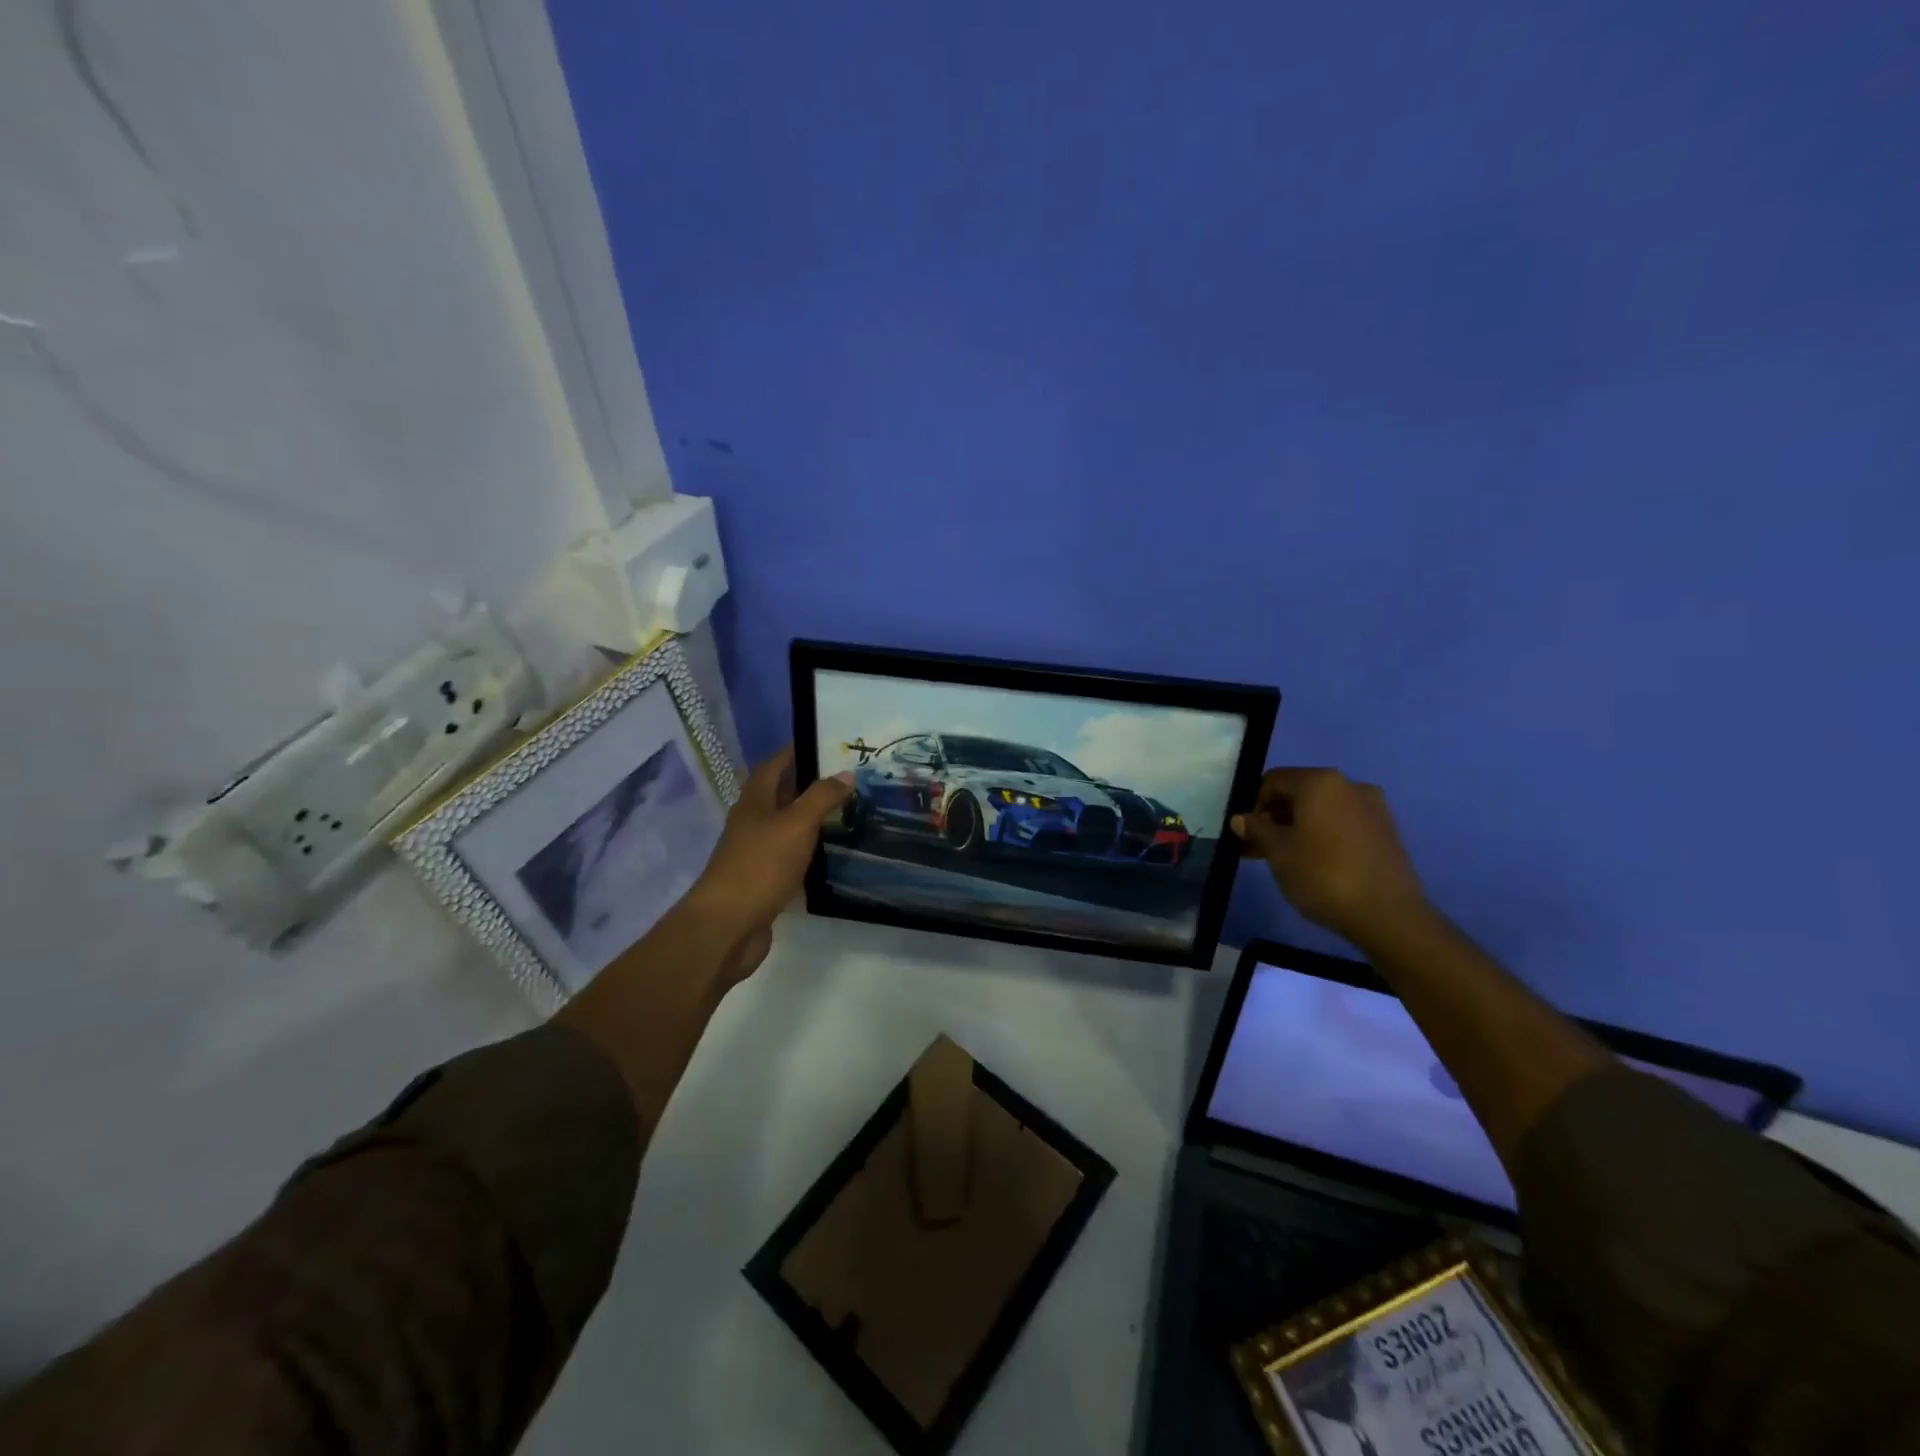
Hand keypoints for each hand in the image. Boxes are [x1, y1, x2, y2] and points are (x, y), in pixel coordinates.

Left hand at [683, 748, 852, 983]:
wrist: (727, 927)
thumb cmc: (760, 867)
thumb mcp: (796, 825)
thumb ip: (822, 798)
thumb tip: (846, 773)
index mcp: (754, 803)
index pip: (773, 766)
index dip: (793, 752)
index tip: (822, 742)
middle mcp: (751, 824)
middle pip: (779, 796)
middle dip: (807, 785)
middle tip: (845, 779)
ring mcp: (754, 854)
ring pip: (785, 828)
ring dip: (808, 820)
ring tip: (844, 813)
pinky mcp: (762, 883)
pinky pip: (788, 858)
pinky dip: (807, 852)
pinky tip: (828, 855)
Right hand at [1232, 768, 1428, 946]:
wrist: (1389, 915)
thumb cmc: (1323, 875)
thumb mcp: (1278, 852)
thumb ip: (1256, 830)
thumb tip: (1241, 819)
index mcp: (1320, 782)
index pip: (1274, 780)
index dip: (1253, 804)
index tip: (1245, 832)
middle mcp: (1349, 785)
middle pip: (1299, 793)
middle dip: (1275, 817)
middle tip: (1257, 847)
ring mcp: (1372, 807)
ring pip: (1321, 810)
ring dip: (1296, 828)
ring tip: (1281, 858)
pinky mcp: (1385, 831)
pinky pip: (1342, 823)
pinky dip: (1321, 835)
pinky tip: (1312, 862)